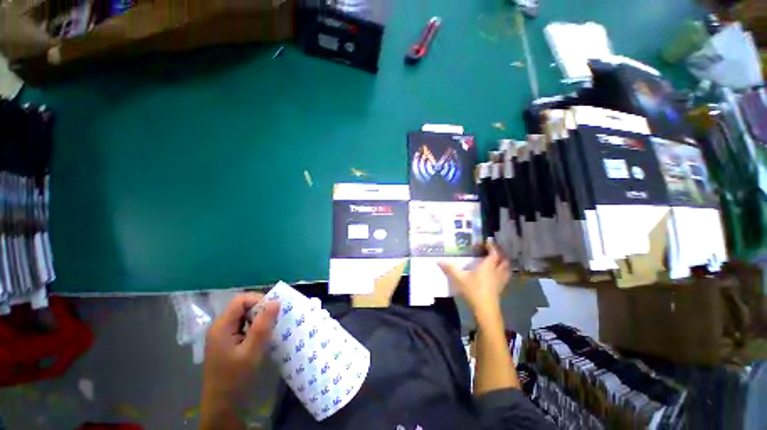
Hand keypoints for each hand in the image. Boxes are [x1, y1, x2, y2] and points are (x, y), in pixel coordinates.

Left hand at [202, 293, 279, 405]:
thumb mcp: (252, 352)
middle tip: (275, 320)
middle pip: (242, 306)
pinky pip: (242, 326)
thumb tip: (276, 302)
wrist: (222, 406)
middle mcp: (220, 327)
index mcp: (222, 326)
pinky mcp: (227, 343)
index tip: (274, 311)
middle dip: (260, 309)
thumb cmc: (235, 379)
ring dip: (259, 318)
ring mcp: (222, 335)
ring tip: (271, 328)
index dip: (259, 300)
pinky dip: (254, 327)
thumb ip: (263, 326)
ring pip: (243, 316)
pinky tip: (262, 337)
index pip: (241, 300)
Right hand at [439, 243, 509, 318]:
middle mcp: (497, 271)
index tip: (487, 240)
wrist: (485, 309)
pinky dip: (503, 271)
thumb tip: (438, 260)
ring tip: (497, 259)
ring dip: (503, 261)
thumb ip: (450, 268)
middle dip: (500, 252)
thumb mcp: (459, 278)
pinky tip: (497, 273)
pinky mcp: (501, 288)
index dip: (491, 245)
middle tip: (492, 249)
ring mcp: (500, 280)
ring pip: (506, 267)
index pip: (493, 252)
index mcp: (488, 266)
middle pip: (503, 259)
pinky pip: (505, 275)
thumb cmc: (473, 291)